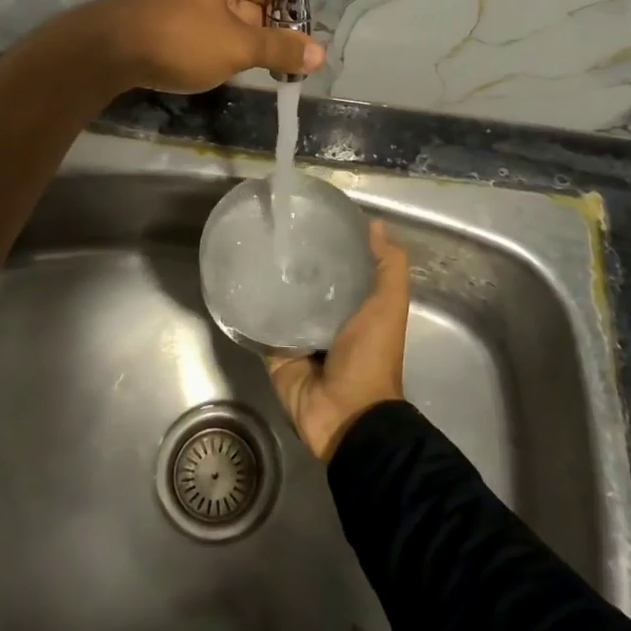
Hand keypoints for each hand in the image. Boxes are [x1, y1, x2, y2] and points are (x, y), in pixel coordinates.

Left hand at [75, 0, 322, 92]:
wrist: (103, 51)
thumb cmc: (179, 39)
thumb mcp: (237, 47)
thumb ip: (280, 49)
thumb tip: (320, 53)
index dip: (288, 19)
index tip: (295, 53)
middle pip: (249, 1)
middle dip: (259, 35)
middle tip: (270, 69)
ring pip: (222, 16)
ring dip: (233, 43)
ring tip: (237, 70)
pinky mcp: (157, 9)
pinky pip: (197, 23)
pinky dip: (207, 44)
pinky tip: (204, 66)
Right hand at [267, 221, 409, 461]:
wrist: (346, 413)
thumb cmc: (371, 355)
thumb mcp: (389, 304)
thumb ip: (388, 266)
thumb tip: (375, 224)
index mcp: (356, 308)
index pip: (340, 268)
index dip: (331, 245)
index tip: (311, 216)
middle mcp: (327, 319)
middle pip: (309, 284)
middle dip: (297, 262)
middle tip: (276, 230)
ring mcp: (299, 337)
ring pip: (283, 303)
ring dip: (272, 283)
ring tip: (254, 248)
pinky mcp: (275, 353)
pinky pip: (262, 328)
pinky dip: (253, 311)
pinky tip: (240, 283)